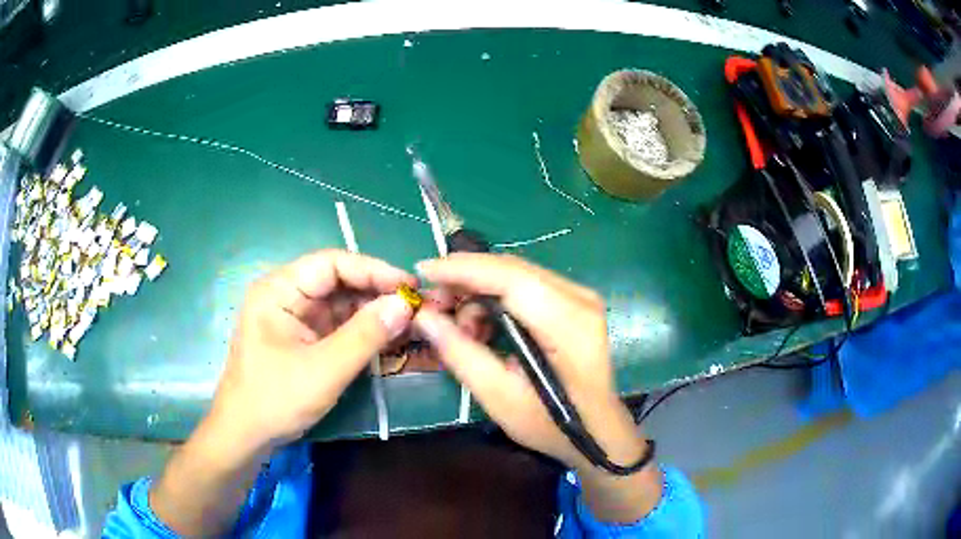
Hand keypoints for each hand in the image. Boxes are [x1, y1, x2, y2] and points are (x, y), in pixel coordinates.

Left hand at [150, 250, 416, 536]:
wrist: (246, 436)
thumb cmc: (275, 399)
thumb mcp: (324, 370)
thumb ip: (365, 335)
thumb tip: (405, 305)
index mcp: (279, 289)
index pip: (332, 263)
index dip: (373, 270)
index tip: (410, 286)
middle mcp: (287, 295)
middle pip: (338, 281)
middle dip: (377, 292)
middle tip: (417, 307)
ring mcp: (295, 318)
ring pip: (342, 304)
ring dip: (374, 312)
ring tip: (411, 322)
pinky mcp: (304, 338)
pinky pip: (338, 325)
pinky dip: (363, 331)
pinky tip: (389, 337)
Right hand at [413, 253, 661, 521]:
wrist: (597, 430)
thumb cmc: (551, 424)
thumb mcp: (499, 398)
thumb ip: (461, 353)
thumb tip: (423, 316)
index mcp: (569, 324)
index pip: (511, 278)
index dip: (463, 269)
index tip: (422, 271)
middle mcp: (580, 298)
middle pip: (512, 269)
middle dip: (465, 280)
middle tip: (434, 306)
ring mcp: (581, 296)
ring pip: (516, 273)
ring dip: (480, 291)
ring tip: (462, 329)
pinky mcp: (576, 300)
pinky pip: (526, 284)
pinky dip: (496, 297)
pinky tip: (484, 325)